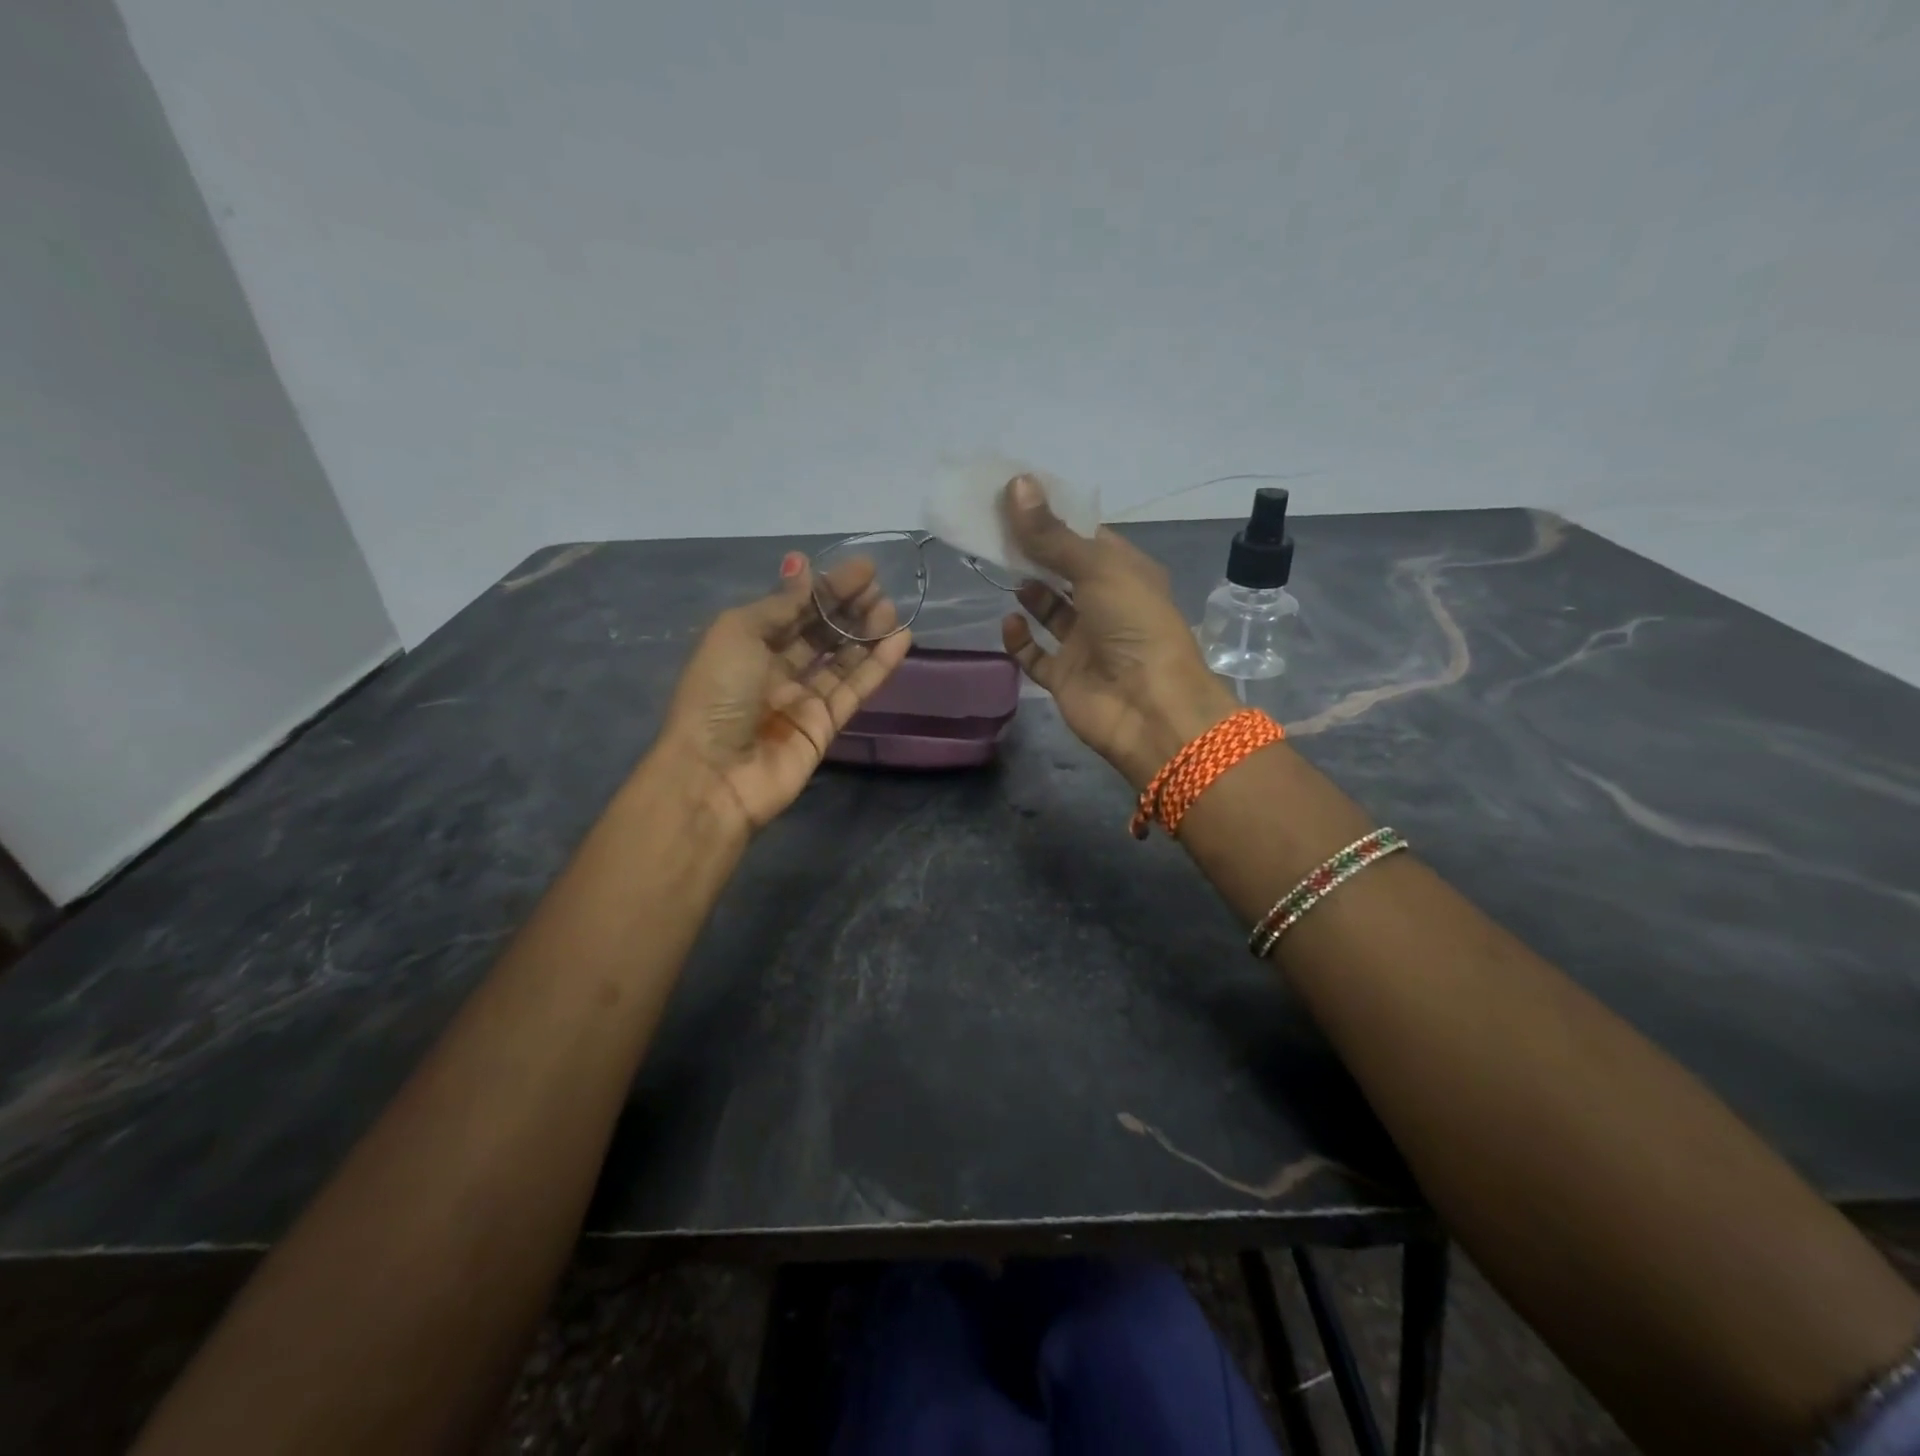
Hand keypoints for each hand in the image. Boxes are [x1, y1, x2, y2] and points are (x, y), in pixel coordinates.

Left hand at [658, 552, 910, 830]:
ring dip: (867, 633)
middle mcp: (774, 668)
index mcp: (746, 643)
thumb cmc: (718, 694)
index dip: (826, 588)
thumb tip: (802, 565)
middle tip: (879, 588)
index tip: (864, 568)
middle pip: (819, 632)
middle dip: (849, 608)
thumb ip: (781, 603)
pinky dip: (877, 666)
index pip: (794, 608)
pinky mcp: (825, 726)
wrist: (715, 775)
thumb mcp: (739, 633)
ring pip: (842, 659)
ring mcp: (801, 699)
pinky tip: (900, 640)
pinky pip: (855, 689)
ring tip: (891, 610)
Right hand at [999, 475, 1236, 788]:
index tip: (1016, 499)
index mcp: (1126, 574)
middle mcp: (1107, 606)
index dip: (1055, 519)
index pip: (1087, 538)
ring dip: (1029, 593)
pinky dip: (1020, 639)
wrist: (1149, 708)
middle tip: (997, 531)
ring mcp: (1085, 643)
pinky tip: (1009, 621)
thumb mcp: (1096, 568)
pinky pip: (1035, 655)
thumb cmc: (1134, 625)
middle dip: (1035, 554)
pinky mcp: (1065, 677)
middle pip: (1064, 572)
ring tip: (1002, 570)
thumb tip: (1016, 484)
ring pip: (1050, 612)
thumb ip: (1052, 534)